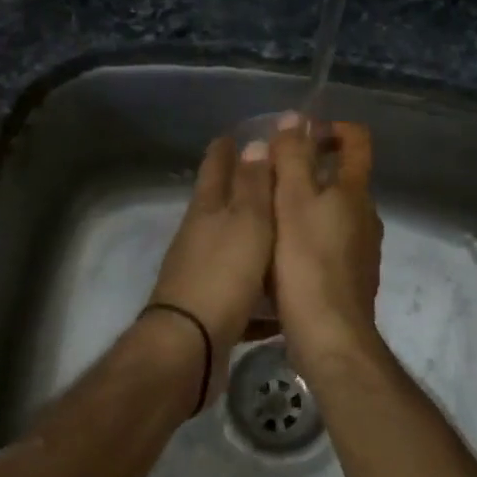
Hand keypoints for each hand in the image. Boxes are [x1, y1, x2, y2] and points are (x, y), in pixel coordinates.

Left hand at [147, 136, 275, 403]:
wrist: (190, 345)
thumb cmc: (224, 273)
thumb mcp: (247, 222)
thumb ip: (252, 184)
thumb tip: (252, 142)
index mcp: (207, 208)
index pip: (216, 165)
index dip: (227, 147)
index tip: (243, 132)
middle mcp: (200, 234)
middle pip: (221, 203)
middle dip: (243, 187)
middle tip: (277, 177)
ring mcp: (201, 270)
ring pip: (231, 243)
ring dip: (253, 235)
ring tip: (286, 231)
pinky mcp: (210, 304)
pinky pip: (239, 284)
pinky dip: (257, 282)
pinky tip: (278, 291)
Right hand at [270, 114, 382, 372]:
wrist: (331, 335)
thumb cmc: (307, 262)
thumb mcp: (291, 202)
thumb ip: (292, 158)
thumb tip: (295, 118)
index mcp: (355, 192)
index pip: (357, 141)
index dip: (332, 128)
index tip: (300, 135)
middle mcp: (367, 215)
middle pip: (344, 177)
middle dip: (310, 168)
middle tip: (270, 176)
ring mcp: (364, 248)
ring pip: (335, 212)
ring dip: (308, 204)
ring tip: (270, 215)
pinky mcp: (354, 276)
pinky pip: (332, 241)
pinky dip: (311, 235)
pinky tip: (282, 253)